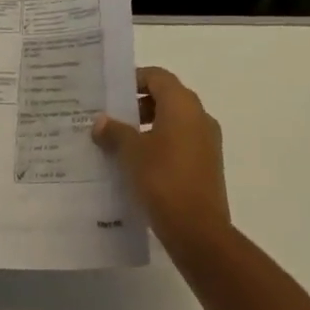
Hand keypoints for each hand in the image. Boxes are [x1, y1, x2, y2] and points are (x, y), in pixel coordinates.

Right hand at [93, 66, 229, 252]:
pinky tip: (140, 166)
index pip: (157, 77)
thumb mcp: (131, 153)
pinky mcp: (208, 165)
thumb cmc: (164, 180)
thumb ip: (115, 132)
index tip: (112, 92)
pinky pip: (182, 143)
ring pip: (174, 122)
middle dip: (139, 105)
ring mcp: (207, 141)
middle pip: (167, 97)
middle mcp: (199, 116)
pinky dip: (162, 145)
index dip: (134, 80)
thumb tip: (100, 121)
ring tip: (121, 144)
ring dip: (149, 127)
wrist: (200, 233)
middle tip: (112, 118)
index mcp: (182, 104)